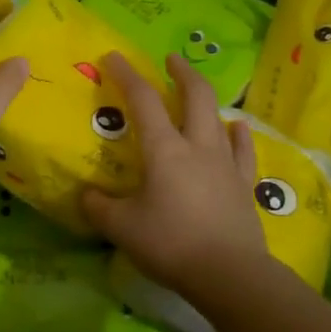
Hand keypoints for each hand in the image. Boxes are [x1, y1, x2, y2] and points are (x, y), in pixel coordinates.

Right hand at [81, 52, 266, 296]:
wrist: (228, 275)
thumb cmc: (170, 244)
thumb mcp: (121, 228)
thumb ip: (99, 207)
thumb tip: (86, 195)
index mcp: (164, 150)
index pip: (143, 101)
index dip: (127, 75)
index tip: (114, 57)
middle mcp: (197, 147)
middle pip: (195, 96)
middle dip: (182, 73)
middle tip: (170, 60)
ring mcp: (226, 164)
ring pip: (218, 119)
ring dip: (205, 100)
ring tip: (195, 93)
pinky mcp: (244, 185)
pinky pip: (243, 151)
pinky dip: (238, 134)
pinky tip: (237, 127)